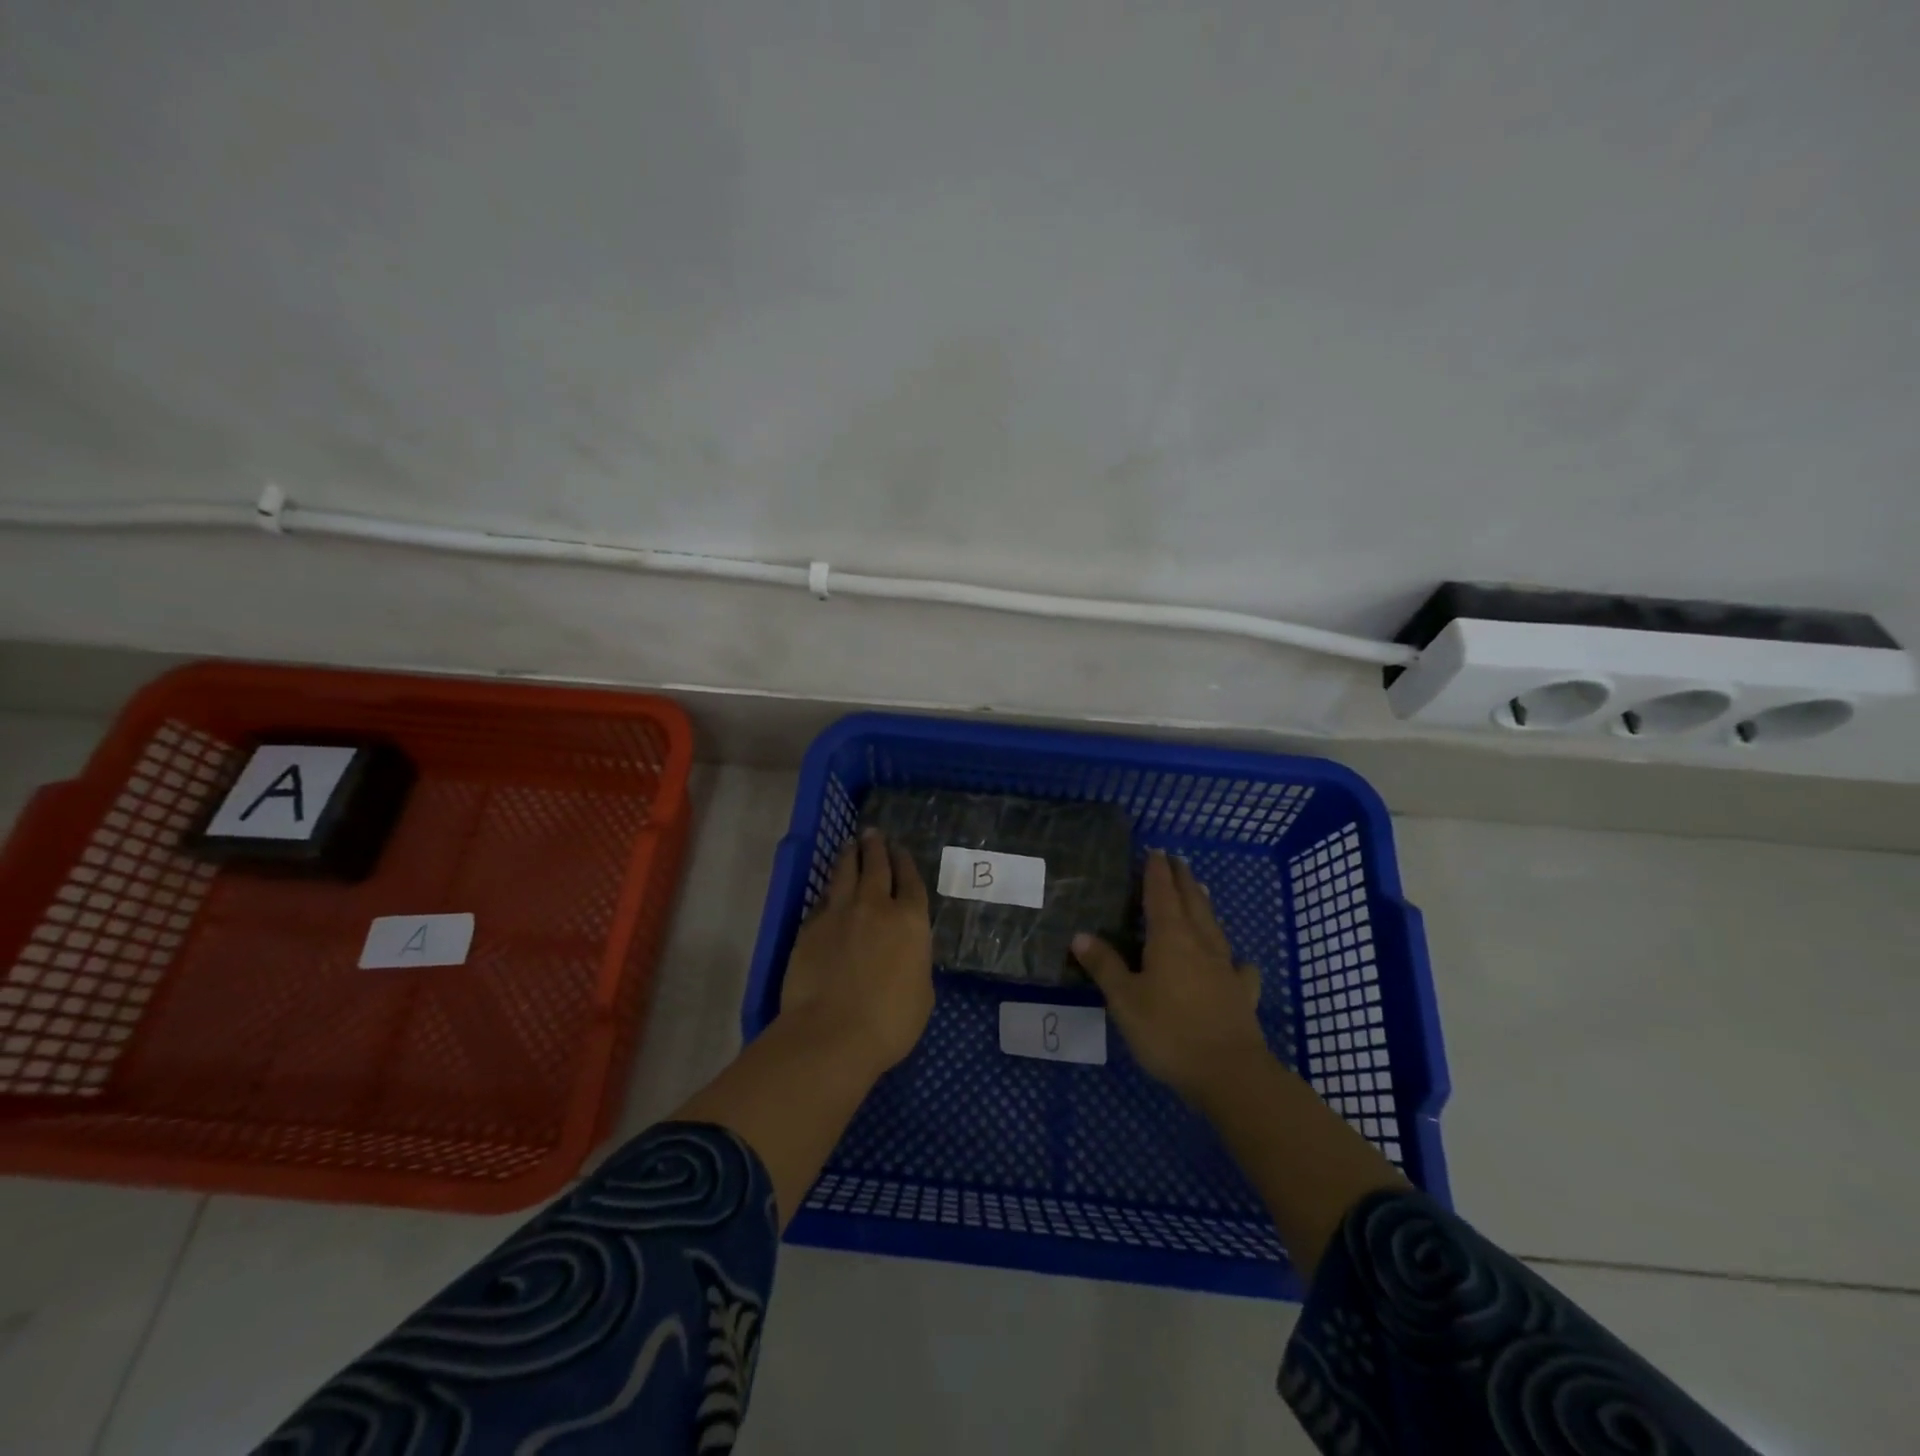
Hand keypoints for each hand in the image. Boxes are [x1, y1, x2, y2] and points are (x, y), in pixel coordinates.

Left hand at [779, 828, 934, 1073]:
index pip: (910, 881)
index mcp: (910, 921)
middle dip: (876, 846)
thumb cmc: (890, 1022)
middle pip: (876, 866)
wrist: (832, 1033)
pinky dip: (829, 891)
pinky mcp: (811, 927)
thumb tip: (904, 952)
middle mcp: (876, 906)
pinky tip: (829, 890)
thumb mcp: (921, 992)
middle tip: (872, 833)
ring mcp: (840, 913)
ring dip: (850, 856)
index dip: (905, 862)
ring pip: (845, 873)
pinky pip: (823, 899)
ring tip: (850, 845)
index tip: (900, 849)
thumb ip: (914, 961)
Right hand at [1071, 850, 1266, 1101]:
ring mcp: (1226, 968)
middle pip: (1192, 901)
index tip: (1155, 851)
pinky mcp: (1242, 994)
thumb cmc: (1168, 1032)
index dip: (1157, 871)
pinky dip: (1236, 959)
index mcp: (1170, 938)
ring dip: (1204, 905)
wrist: (1229, 1073)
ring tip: (1200, 890)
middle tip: (1176, 860)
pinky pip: (1239, 967)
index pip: (1162, 893)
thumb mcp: (1125, 1000)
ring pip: (1214, 926)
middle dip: (1182, 879)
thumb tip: (1080, 935)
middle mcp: (1200, 943)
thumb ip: (1105, 966)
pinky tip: (1239, 963)